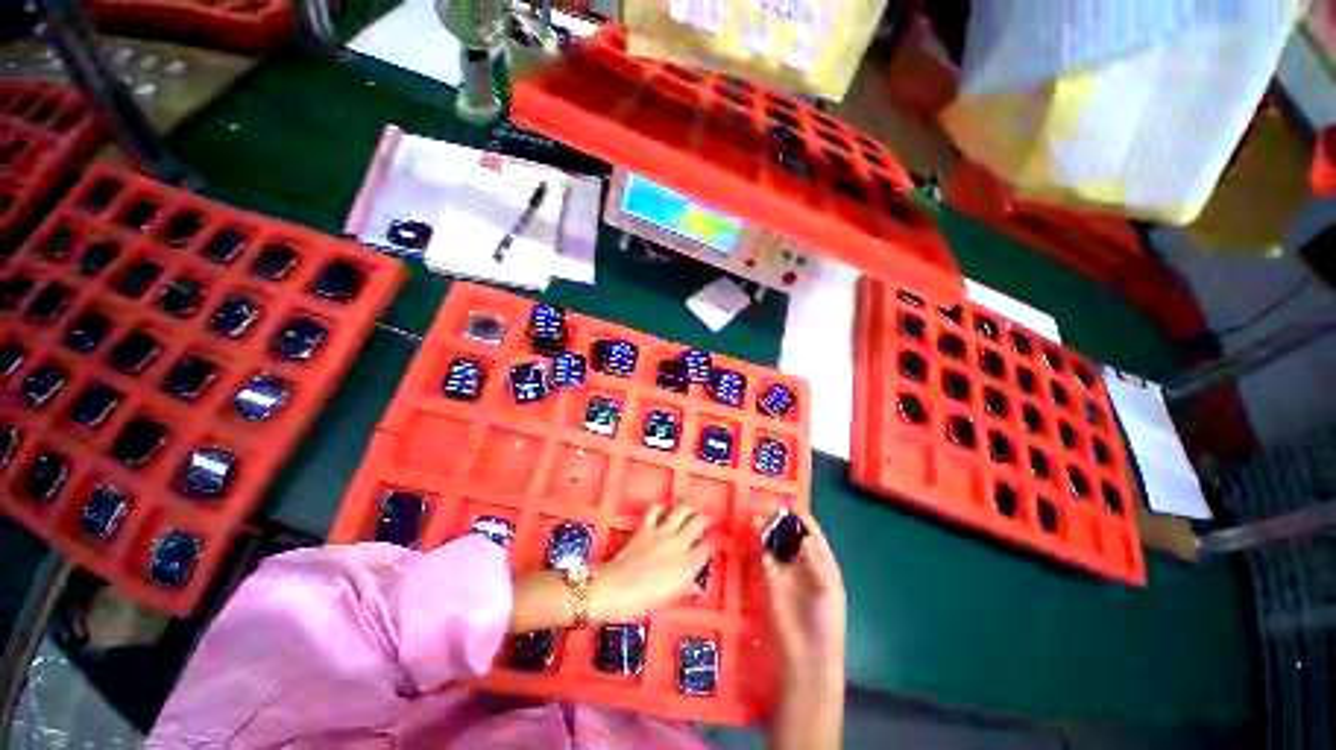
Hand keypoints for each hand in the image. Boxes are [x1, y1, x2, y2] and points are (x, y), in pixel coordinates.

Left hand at [591, 504, 712, 622]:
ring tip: (690, 510)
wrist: (615, 589)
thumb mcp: (669, 598)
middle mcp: (679, 544)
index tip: (712, 543)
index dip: (712, 544)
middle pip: (698, 522)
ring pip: (682, 511)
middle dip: (705, 519)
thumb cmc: (642, 600)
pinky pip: (657, 510)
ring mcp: (662, 532)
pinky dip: (662, 508)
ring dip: (688, 509)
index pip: (707, 548)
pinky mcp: (646, 527)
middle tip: (706, 520)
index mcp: (687, 565)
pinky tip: (664, 512)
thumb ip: (684, 586)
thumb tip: (695, 583)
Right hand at [758, 507, 846, 678]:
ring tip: (760, 514)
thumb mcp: (829, 589)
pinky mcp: (770, 579)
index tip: (792, 503)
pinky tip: (756, 530)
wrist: (808, 654)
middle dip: (783, 521)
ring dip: (769, 529)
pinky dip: (760, 542)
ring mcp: (786, 571)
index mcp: (822, 563)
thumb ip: (817, 561)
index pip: (812, 535)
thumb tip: (804, 536)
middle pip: (792, 536)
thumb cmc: (827, 620)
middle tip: (771, 506)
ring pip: (776, 543)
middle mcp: (803, 563)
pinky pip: (765, 555)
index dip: (803, 519)